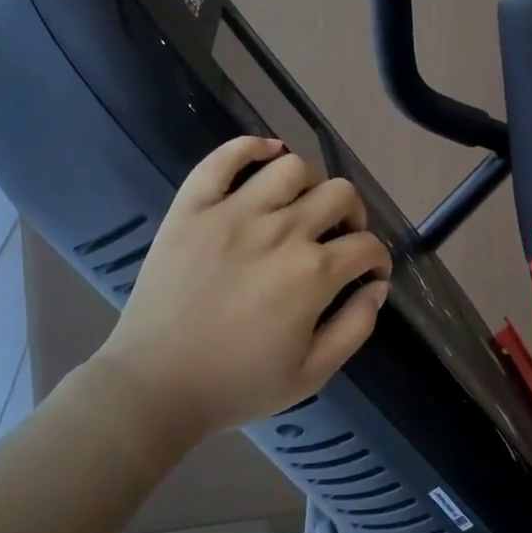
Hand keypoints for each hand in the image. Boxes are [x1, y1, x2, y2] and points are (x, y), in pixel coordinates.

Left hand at [86, 137, 392, 447]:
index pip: (366, 246)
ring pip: (291, 167)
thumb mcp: (311, 375)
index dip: (377, 258)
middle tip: (341, 237)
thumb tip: (377, 287)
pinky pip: (224, 158)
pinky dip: (251, 146)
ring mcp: (233, 213)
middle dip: (353, 215)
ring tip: (302, 205)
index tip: (369, 271)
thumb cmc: (235, 386)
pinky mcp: (193, 207)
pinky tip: (267, 154)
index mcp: (312, 275)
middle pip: (339, 195)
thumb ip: (355, 328)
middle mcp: (280, 231)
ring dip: (311, 183)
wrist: (154, 386)